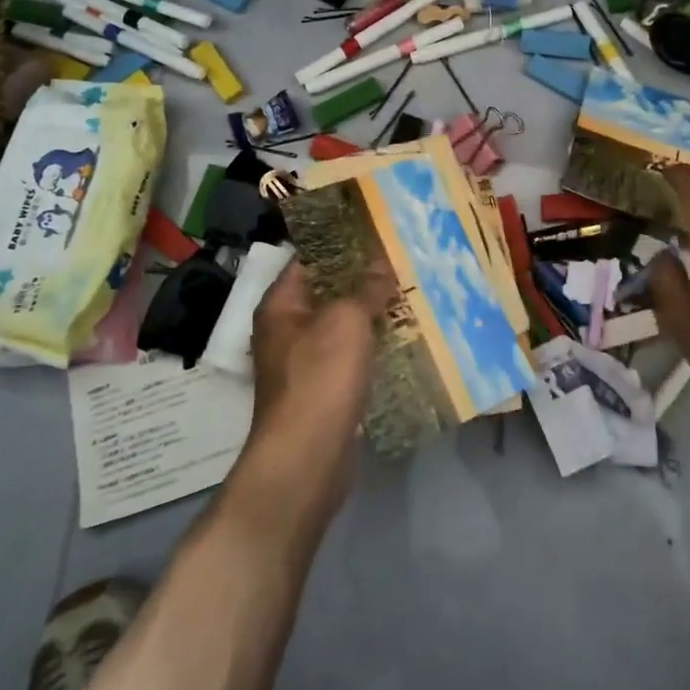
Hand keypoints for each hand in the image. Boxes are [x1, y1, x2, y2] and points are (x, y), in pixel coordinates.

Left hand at [247, 260, 394, 458]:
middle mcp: (286, 330)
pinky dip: (371, 346)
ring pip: (341, 326)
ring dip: (370, 314)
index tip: (376, 232)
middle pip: (327, 292)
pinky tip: (402, 337)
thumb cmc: (320, 376)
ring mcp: (303, 362)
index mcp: (280, 305)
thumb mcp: (346, 320)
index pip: (308, 259)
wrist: (307, 457)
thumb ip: (366, 288)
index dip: (340, 244)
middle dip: (362, 279)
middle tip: (401, 261)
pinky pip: (349, 356)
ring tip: (409, 293)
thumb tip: (382, 263)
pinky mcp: (323, 390)